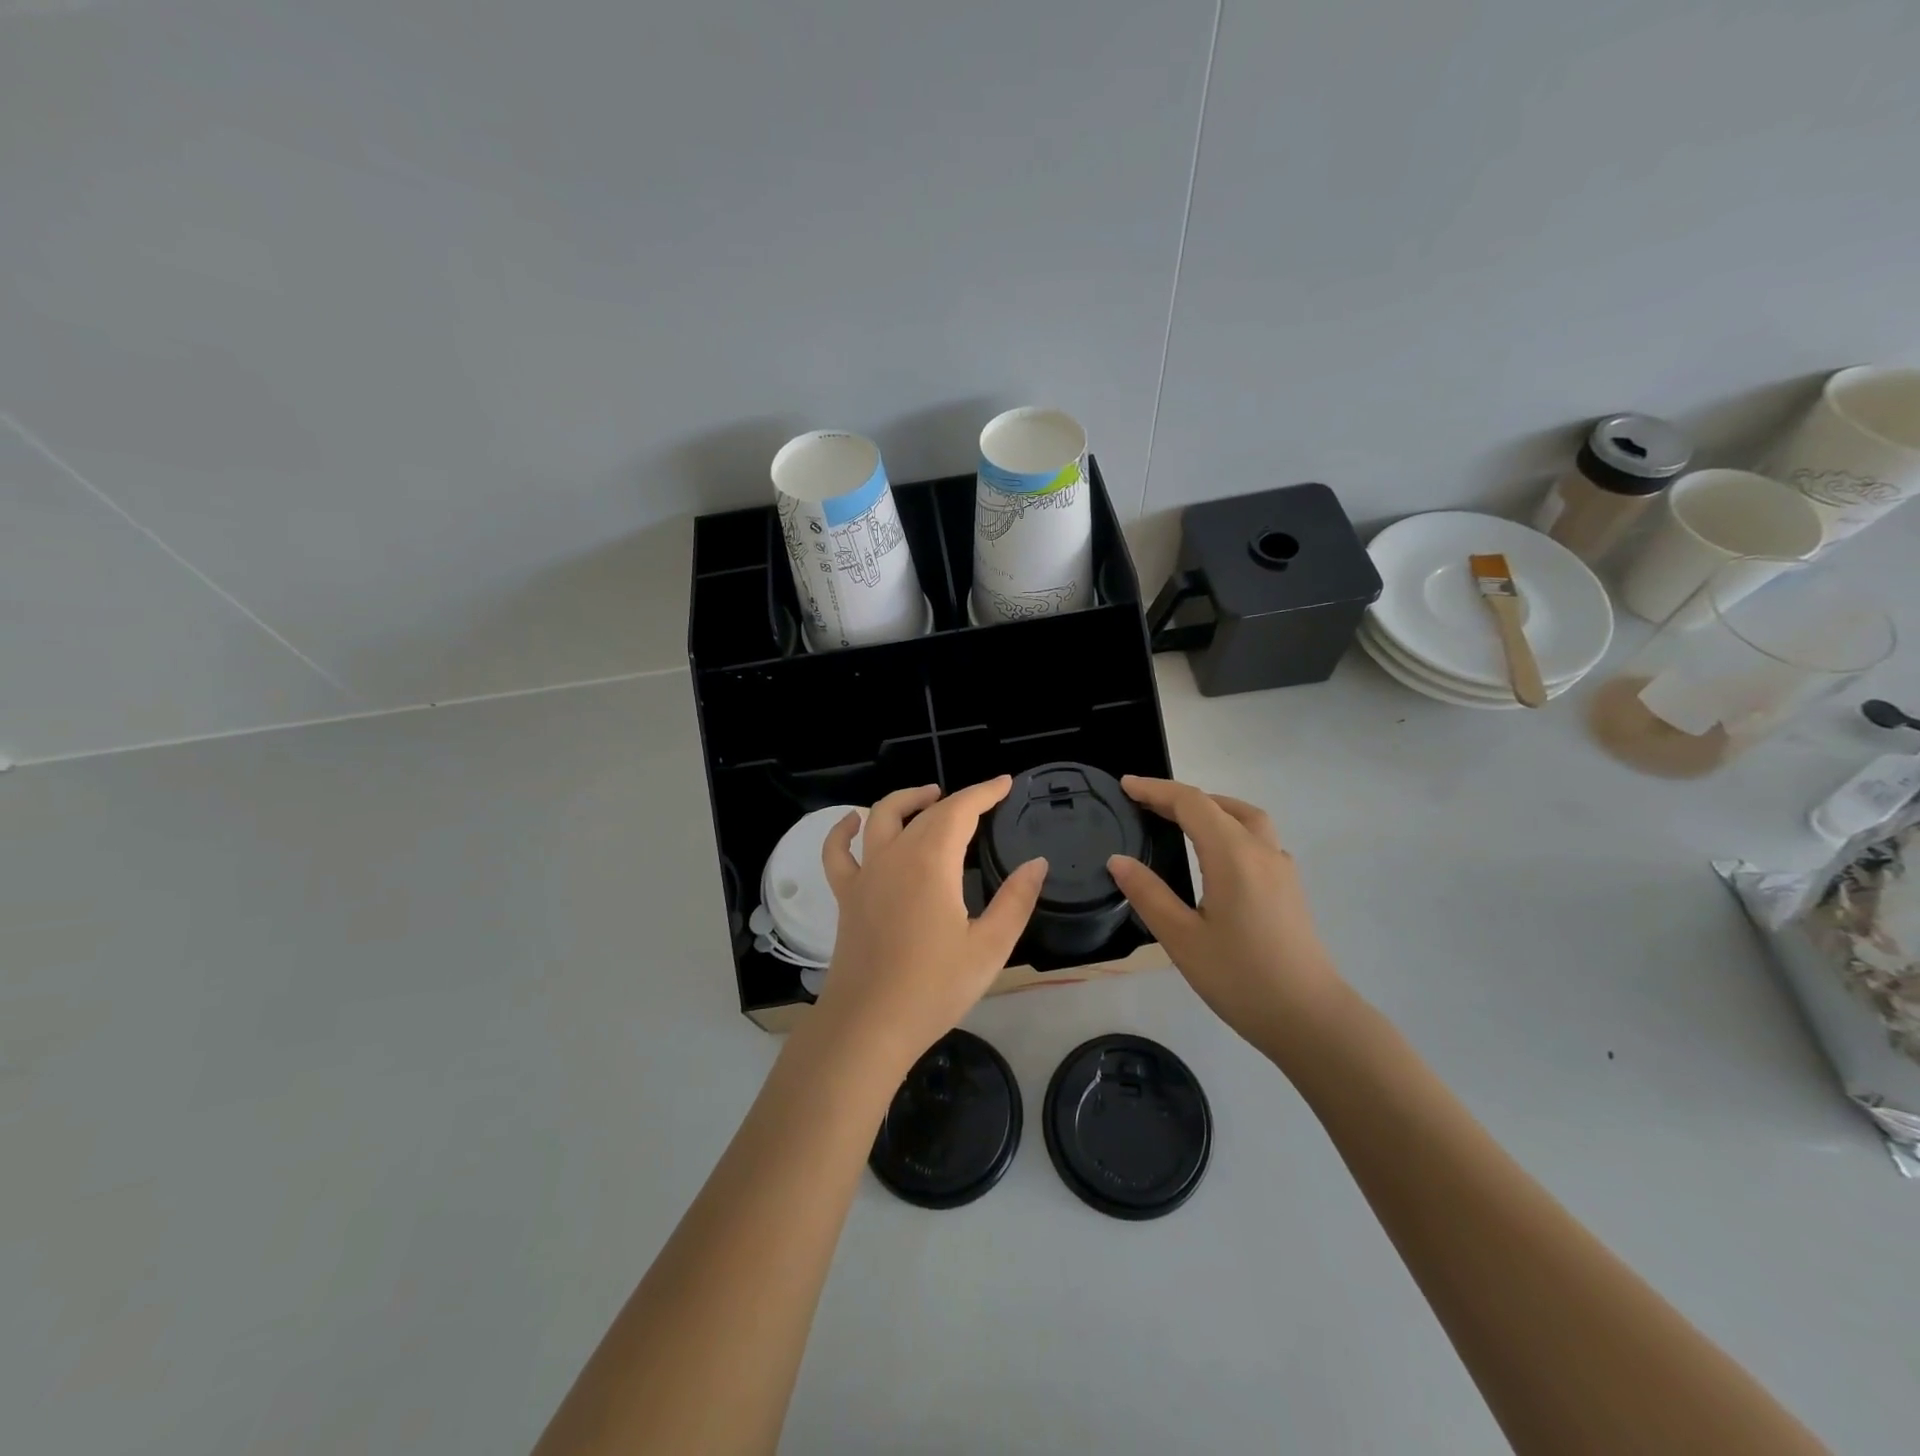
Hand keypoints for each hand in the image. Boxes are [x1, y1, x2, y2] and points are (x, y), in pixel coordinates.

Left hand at [813, 778, 1047, 1071]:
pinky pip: (837, 853)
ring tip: (930, 796)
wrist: (868, 1025)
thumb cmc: (933, 988)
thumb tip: (1037, 863)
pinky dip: (843, 831)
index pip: (960, 810)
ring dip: (907, 800)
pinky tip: (853, 822)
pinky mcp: (846, 896)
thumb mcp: (989, 948)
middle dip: (957, 799)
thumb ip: (1016, 900)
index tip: (1005, 783)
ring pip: (880, 817)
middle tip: (983, 800)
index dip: (984, 792)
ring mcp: (865, 874)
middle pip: (926, 813)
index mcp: (931, 863)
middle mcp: (895, 856)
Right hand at [1107, 776, 1345, 1054]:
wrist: (1310, 1019)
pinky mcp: (1290, 888)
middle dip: (1181, 798)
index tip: (1125, 785)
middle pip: (1220, 805)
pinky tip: (1216, 856)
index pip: (1191, 804)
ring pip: (1246, 818)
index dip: (1156, 790)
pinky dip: (1230, 829)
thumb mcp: (1182, 939)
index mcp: (1233, 855)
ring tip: (1180, 820)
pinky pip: (1257, 839)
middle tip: (1146, 804)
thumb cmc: (1241, 978)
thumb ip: (1148, 894)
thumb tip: (1118, 860)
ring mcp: (1281, 868)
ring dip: (1211, 808)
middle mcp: (1261, 851)